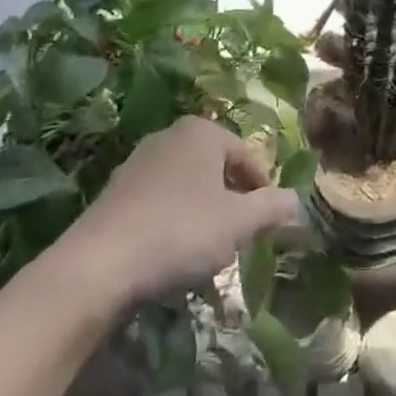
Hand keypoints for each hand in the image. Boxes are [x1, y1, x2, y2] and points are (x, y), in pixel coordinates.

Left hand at [61, 118, 297, 305]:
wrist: (99, 264)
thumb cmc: (181, 232)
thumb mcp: (239, 223)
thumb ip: (271, 208)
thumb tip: (296, 200)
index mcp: (202, 131)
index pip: (246, 154)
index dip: (261, 188)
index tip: (267, 221)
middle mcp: (170, 136)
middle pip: (215, 167)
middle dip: (231, 199)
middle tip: (240, 235)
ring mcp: (138, 162)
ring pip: (187, 185)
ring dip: (202, 211)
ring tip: (208, 249)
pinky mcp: (116, 191)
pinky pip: (159, 201)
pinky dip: (172, 221)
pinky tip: (172, 254)